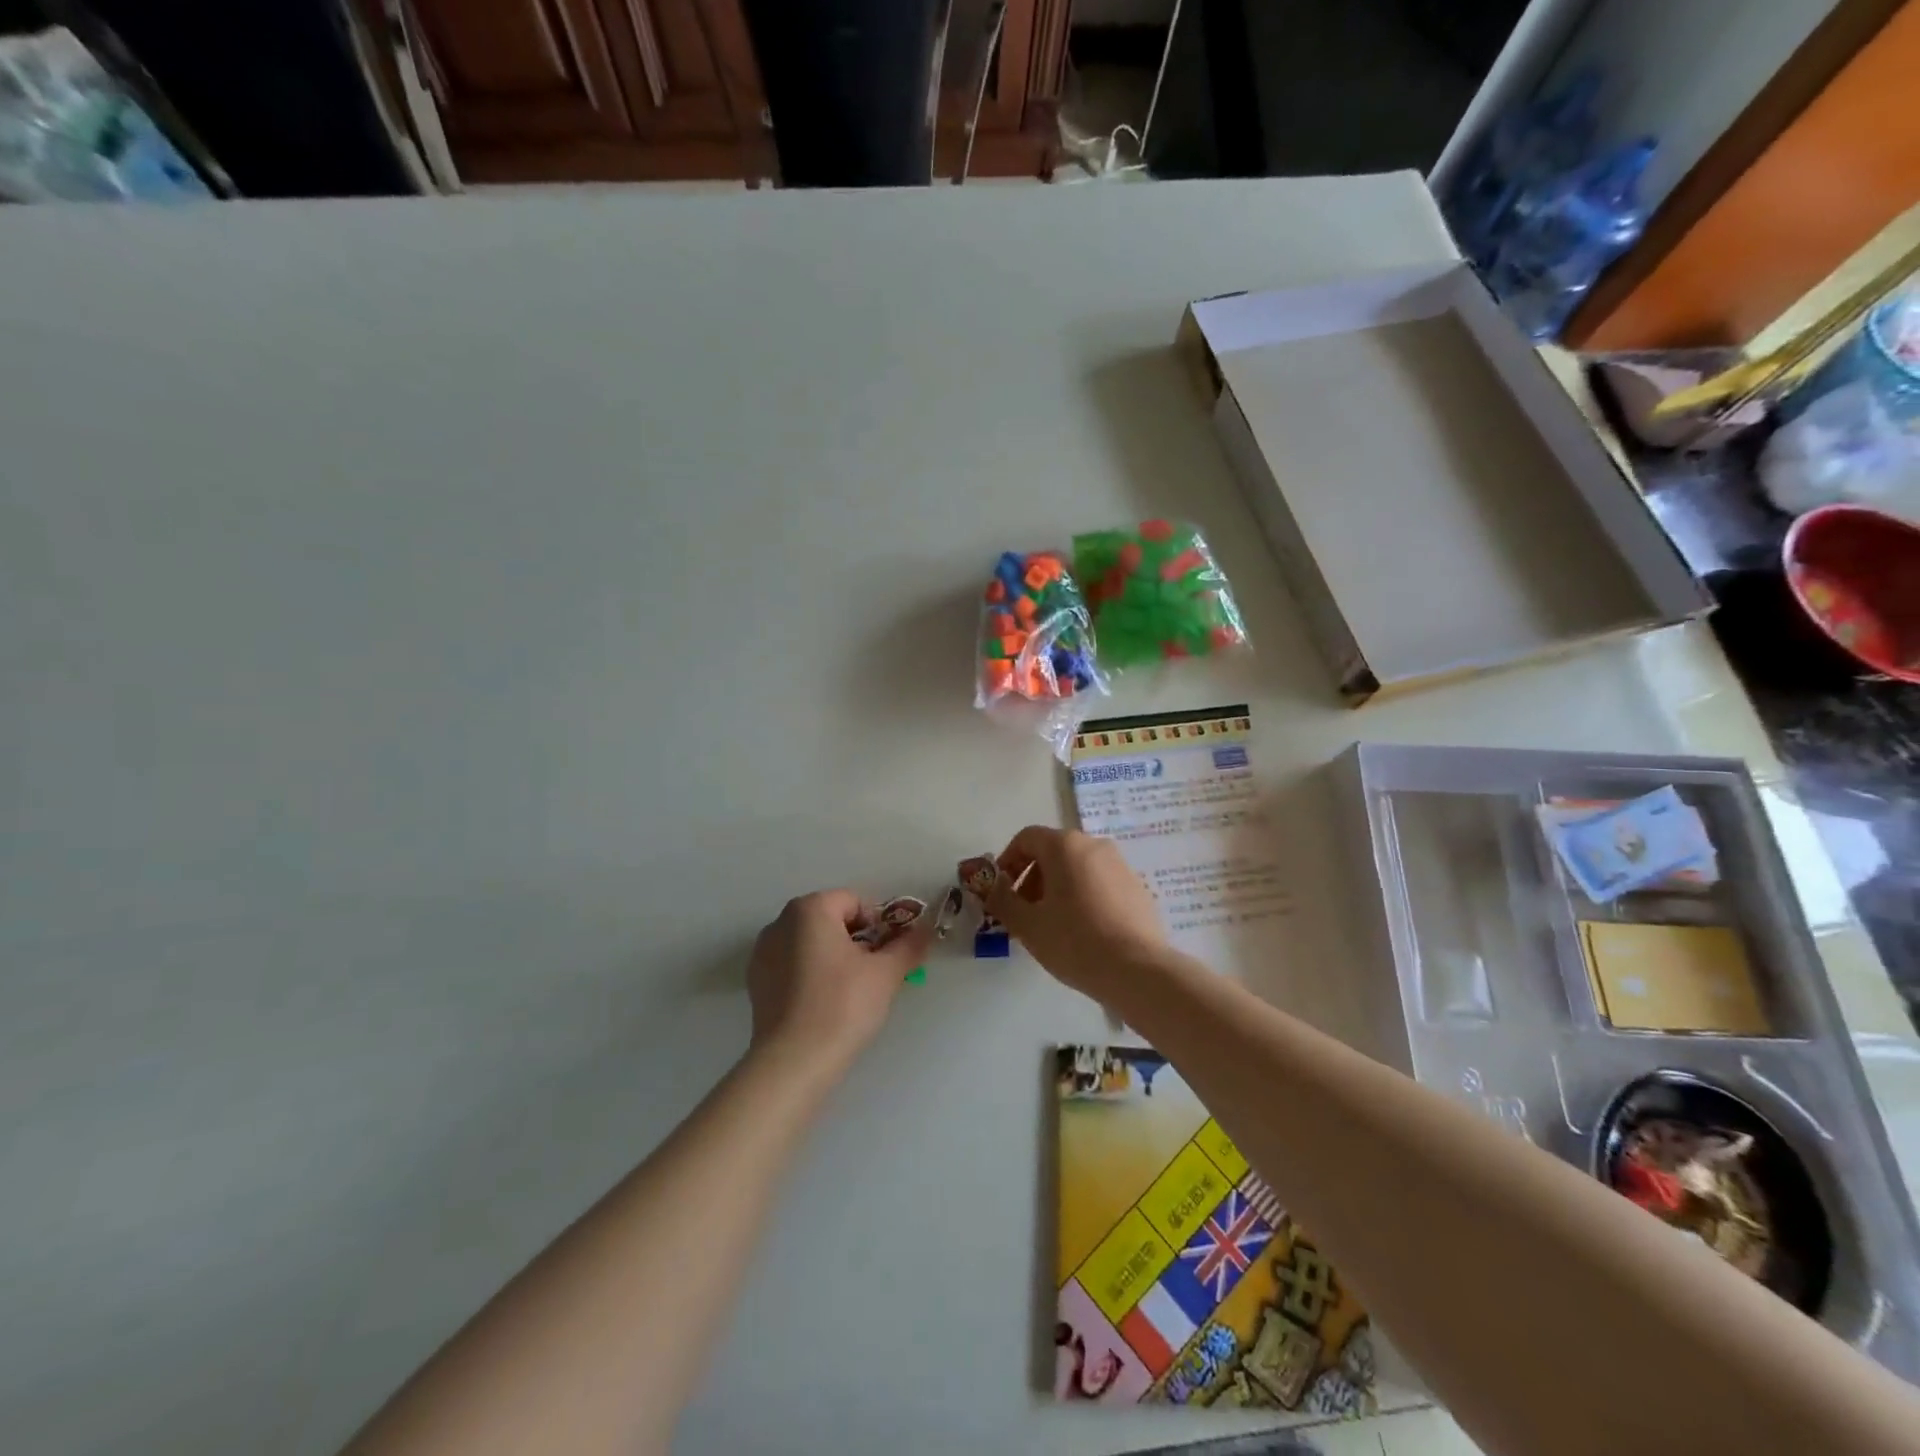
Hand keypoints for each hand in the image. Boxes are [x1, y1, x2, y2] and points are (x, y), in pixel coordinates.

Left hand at [746, 889, 928, 1073]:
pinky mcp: (755, 981)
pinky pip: (791, 965)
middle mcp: (781, 922)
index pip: (855, 902)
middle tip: (873, 973)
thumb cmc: (843, 1005)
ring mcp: (763, 952)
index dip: (878, 925)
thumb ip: (908, 946)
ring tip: (849, 991)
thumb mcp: (885, 974)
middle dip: (856, 940)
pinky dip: (809, 974)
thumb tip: (926, 931)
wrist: (793, 1062)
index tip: (888, 955)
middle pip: (830, 919)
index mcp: (810, 909)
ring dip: (832, 956)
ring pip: (810, 943)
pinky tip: (822, 1004)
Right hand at [985, 826, 1165, 994]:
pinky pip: (1100, 882)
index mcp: (1065, 845)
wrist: (1137, 970)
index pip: (1027, 838)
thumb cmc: (1074, 941)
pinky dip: (1083, 896)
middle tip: (1024, 912)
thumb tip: (993, 888)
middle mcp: (1094, 845)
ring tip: (1052, 924)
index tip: (1002, 891)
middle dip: (1032, 877)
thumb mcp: (1027, 925)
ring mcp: (1120, 865)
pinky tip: (1082, 931)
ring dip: (1057, 888)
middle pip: (1053, 851)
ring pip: (1077, 867)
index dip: (1007, 861)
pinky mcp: (1137, 887)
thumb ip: (1003, 901)